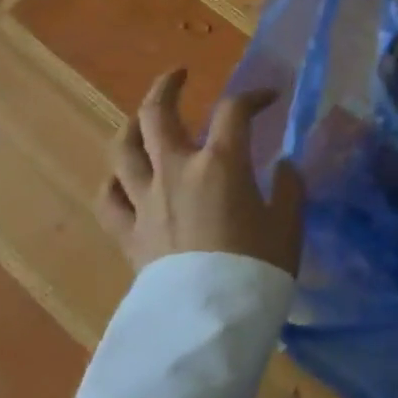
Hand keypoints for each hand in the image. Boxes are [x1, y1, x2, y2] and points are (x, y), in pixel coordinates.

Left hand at [99, 69, 305, 275]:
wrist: (209, 323)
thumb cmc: (257, 268)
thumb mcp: (288, 223)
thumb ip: (288, 187)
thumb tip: (283, 166)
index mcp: (220, 163)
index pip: (235, 110)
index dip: (254, 96)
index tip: (270, 98)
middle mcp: (176, 171)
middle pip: (157, 115)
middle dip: (166, 87)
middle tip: (179, 74)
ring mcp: (146, 201)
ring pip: (123, 150)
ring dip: (132, 125)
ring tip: (143, 116)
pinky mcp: (129, 233)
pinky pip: (109, 198)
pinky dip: (114, 180)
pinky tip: (122, 176)